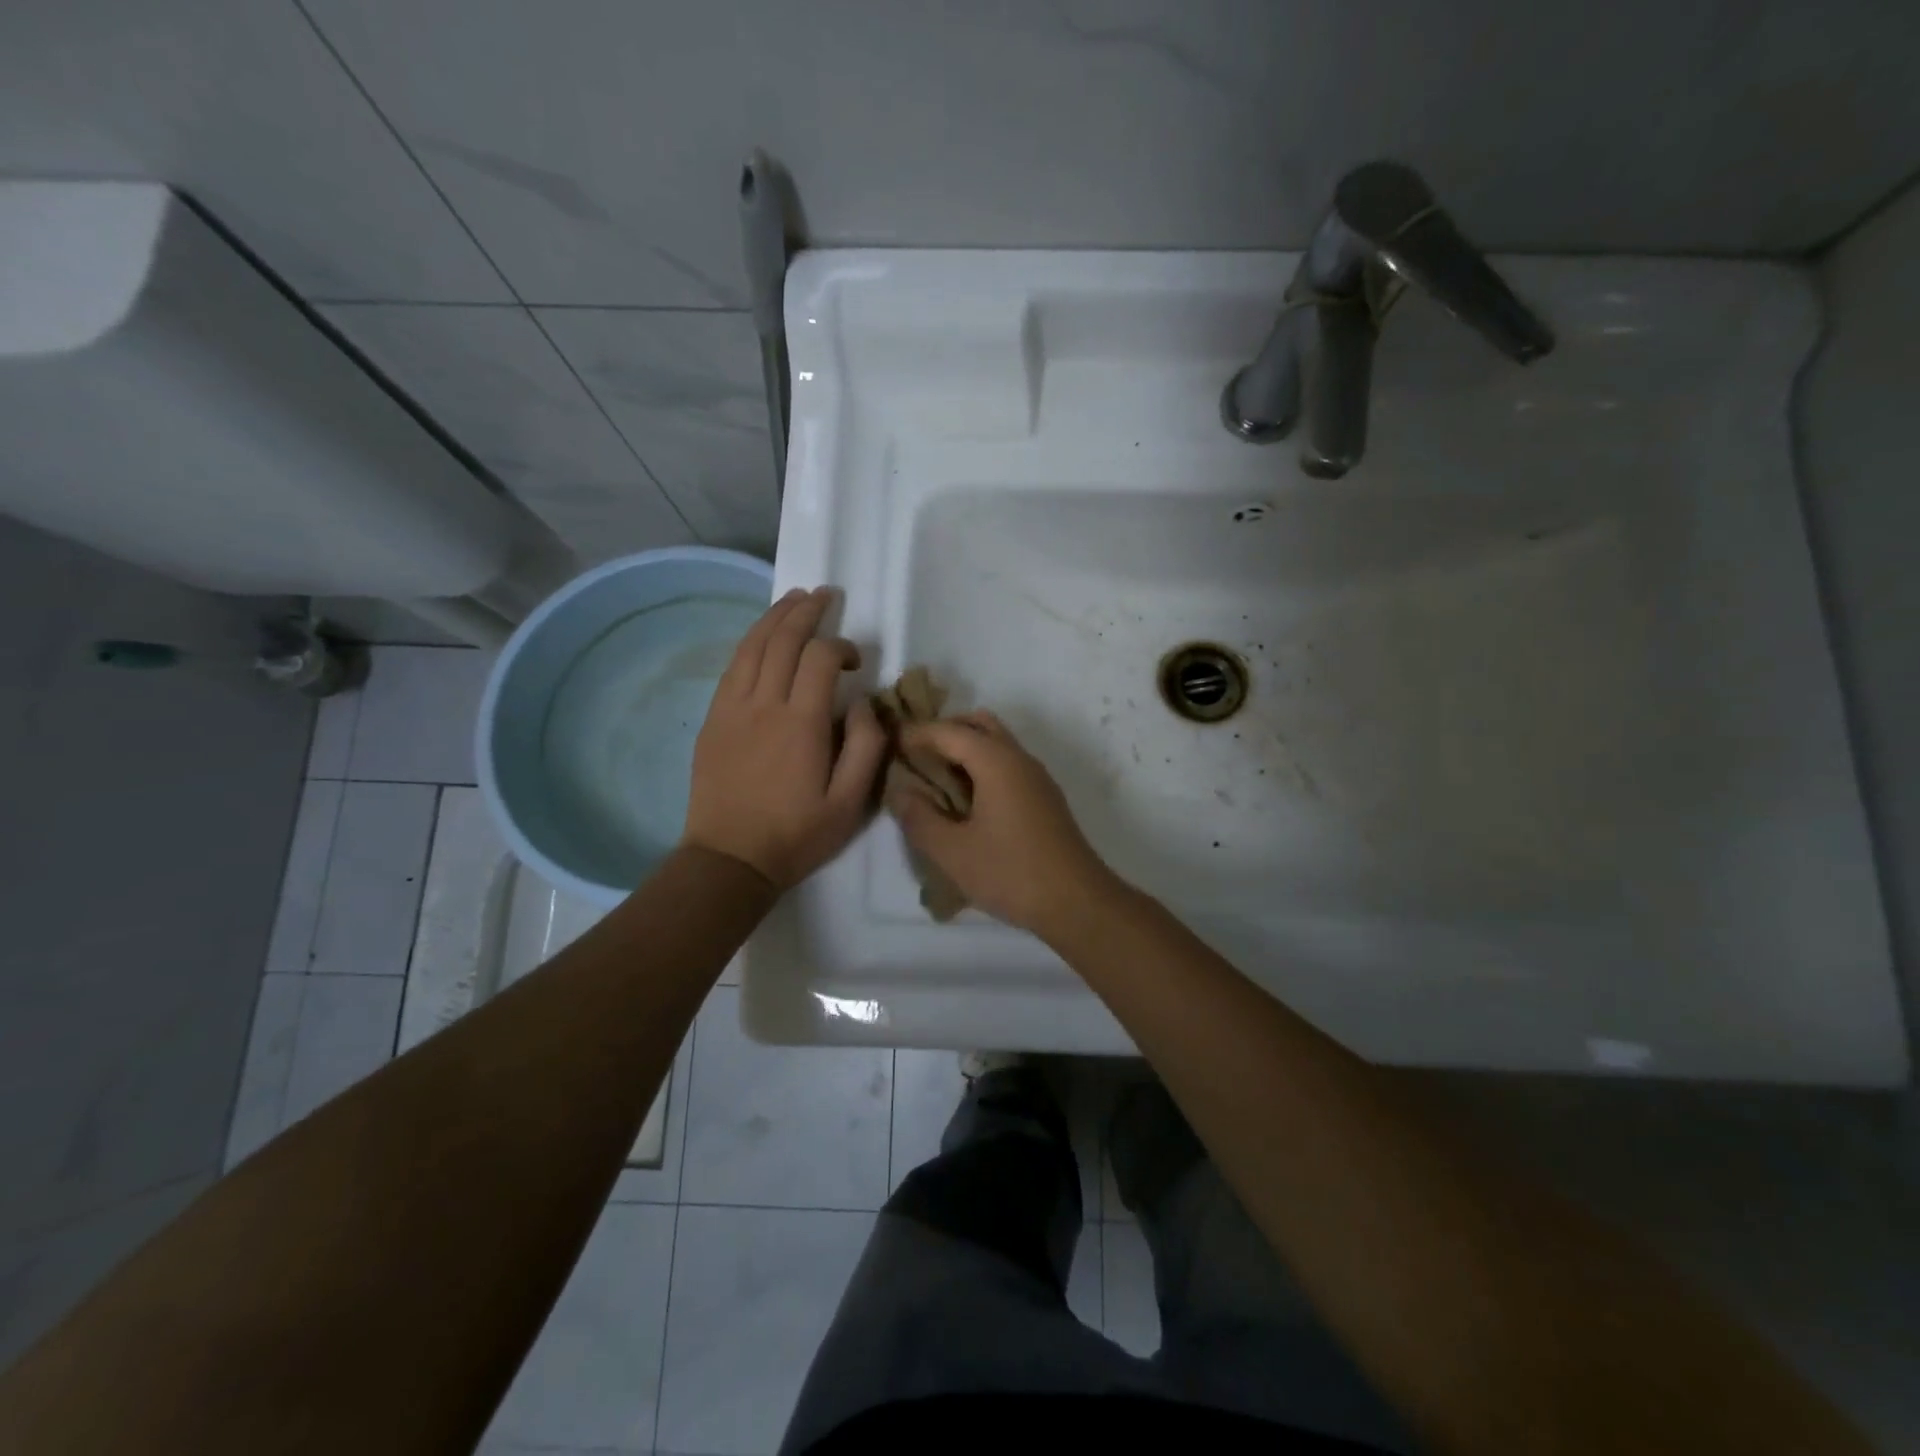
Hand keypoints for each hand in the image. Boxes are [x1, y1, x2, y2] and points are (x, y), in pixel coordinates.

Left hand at [683, 587, 886, 889]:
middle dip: (806, 611)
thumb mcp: (850, 802)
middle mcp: (763, 704)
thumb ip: (866, 746)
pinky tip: (762, 637)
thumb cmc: (796, 834)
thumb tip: (863, 702)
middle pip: (782, 639)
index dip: (841, 646)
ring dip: (774, 617)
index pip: (819, 658)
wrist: (730, 859)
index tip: (856, 661)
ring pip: (752, 646)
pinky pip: (732, 667)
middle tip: (825, 595)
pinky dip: (750, 642)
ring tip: (794, 599)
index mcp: (801, 723)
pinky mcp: (713, 719)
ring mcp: (731, 709)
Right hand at [886, 711, 1120, 936]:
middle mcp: (1019, 758)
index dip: (917, 733)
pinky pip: (1008, 764)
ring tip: (935, 779)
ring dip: (965, 749)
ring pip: (997, 743)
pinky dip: (982, 767)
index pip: (949, 731)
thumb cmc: (1011, 873)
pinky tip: (967, 800)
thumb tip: (899, 790)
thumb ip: (919, 817)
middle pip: (978, 725)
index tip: (891, 743)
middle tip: (915, 756)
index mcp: (996, 761)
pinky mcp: (1045, 798)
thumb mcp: (952, 851)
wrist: (1078, 902)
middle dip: (944, 732)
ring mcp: (1037, 777)